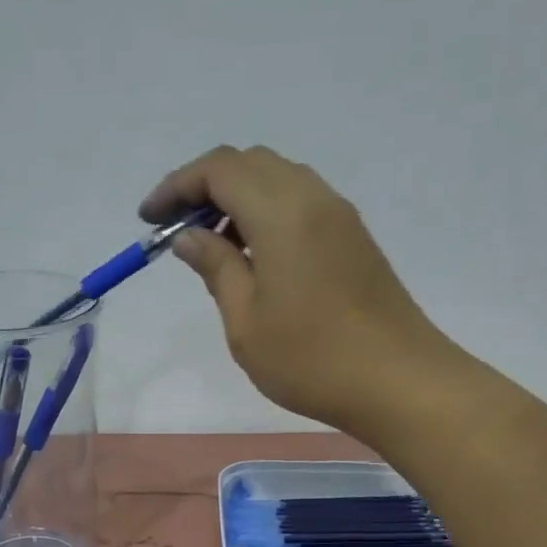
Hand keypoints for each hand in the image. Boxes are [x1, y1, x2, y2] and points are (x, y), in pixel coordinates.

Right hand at [141, 145, 450, 432]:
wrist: (397, 382)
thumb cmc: (311, 359)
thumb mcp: (246, 321)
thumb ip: (216, 268)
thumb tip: (189, 236)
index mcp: (281, 212)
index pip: (219, 169)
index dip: (177, 186)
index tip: (148, 219)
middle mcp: (313, 198)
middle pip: (250, 165)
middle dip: (205, 188)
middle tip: (179, 234)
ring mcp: (339, 217)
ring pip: (278, 182)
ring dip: (237, 202)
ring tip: (214, 251)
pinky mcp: (353, 239)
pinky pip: (300, 205)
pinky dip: (266, 216)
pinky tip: (254, 261)